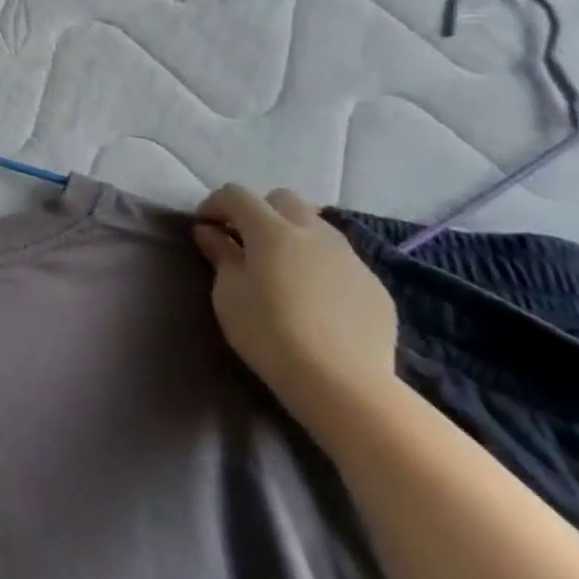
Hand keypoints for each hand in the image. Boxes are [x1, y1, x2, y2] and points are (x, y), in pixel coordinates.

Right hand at [193, 185, 400, 441]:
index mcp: (272, 230)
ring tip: (281, 270)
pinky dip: (319, 266)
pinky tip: (314, 300)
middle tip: (244, 241)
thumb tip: (210, 232)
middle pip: (283, 199)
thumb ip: (221, 255)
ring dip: (292, 236)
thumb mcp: (229, 293)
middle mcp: (314, 232)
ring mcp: (350, 258)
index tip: (204, 227)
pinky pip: (340, 261)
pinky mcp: (374, 286)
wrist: (343, 384)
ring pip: (317, 227)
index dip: (215, 204)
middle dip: (259, 211)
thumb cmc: (269, 333)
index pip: (236, 194)